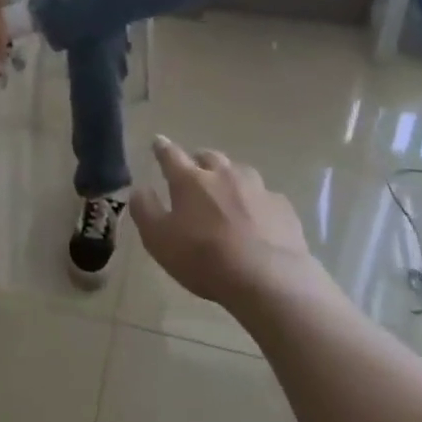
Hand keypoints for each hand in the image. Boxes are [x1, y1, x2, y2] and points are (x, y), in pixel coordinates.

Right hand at [130, 136, 310, 306]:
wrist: (269, 279)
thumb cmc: (204, 258)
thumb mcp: (159, 239)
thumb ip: (144, 209)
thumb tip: (139, 188)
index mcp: (190, 180)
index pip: (170, 154)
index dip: (162, 147)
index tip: (157, 141)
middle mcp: (223, 174)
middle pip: (208, 157)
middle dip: (199, 160)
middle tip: (194, 171)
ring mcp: (257, 188)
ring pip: (239, 172)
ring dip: (229, 177)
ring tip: (227, 193)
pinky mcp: (282, 206)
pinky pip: (265, 196)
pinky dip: (256, 201)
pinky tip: (257, 218)